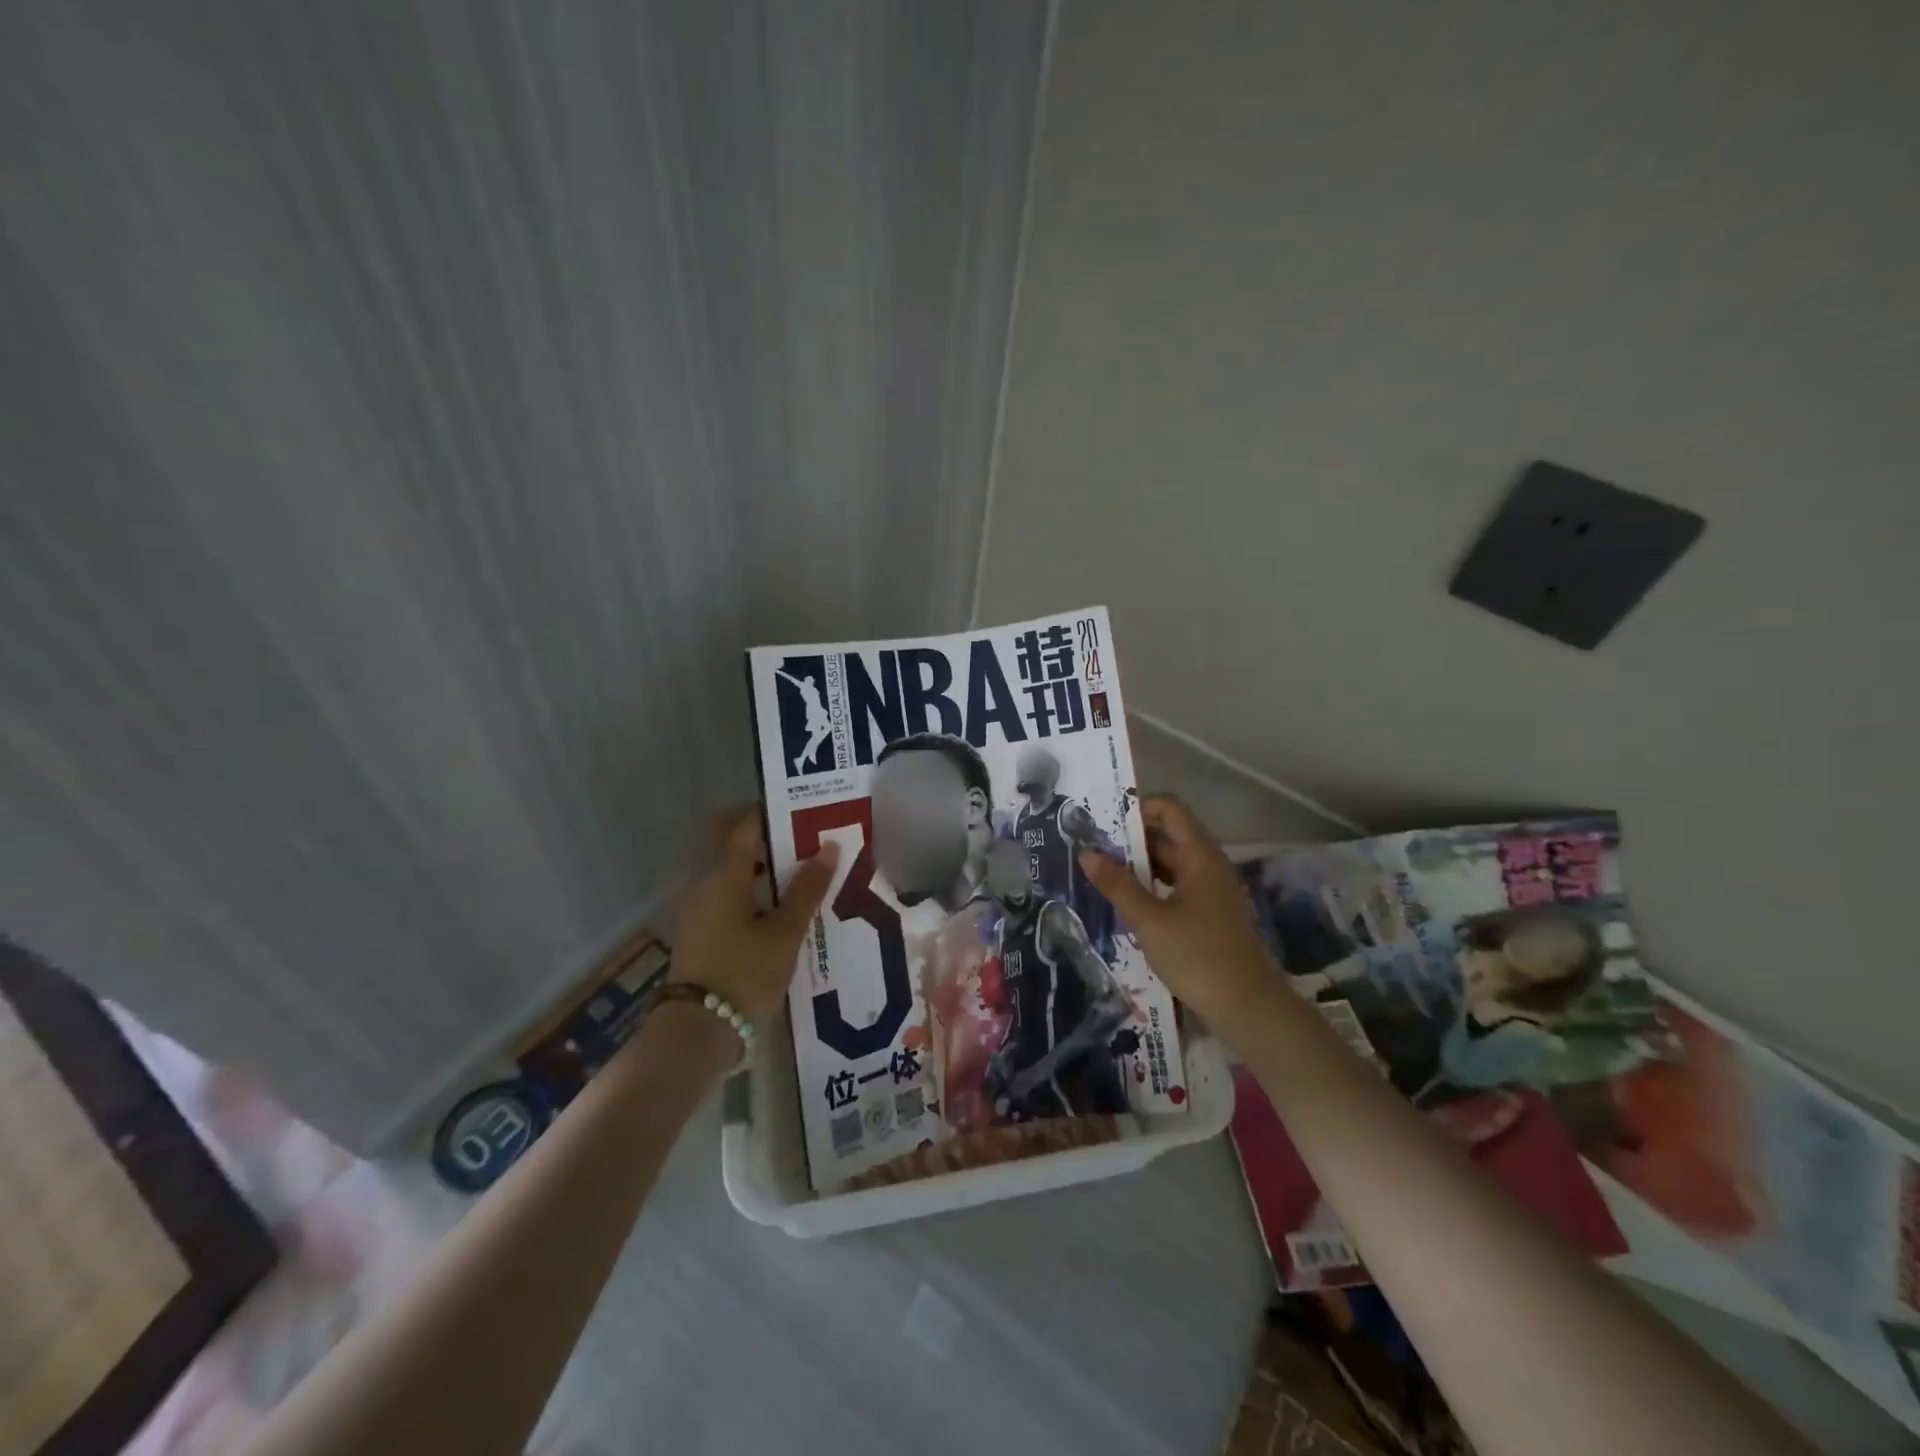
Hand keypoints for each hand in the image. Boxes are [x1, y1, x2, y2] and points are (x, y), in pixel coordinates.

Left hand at [669, 808, 838, 1022]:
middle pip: (740, 849)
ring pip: (738, 876)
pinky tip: (787, 913)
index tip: (807, 814)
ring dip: (770, 873)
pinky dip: (759, 896)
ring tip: (809, 880)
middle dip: (775, 844)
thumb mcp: (785, 933)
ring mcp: (701, 911)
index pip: (745, 826)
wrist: (696, 1033)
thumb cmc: (744, 974)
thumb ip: (807, 889)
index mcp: (724, 877)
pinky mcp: (703, 934)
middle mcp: (706, 885)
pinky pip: (733, 899)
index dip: (775, 815)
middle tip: (814, 847)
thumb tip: (828, 846)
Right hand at [1078, 795, 1277, 1034]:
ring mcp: (1211, 892)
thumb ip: (1117, 885)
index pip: (1170, 809)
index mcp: (1200, 856)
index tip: (1103, 821)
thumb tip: (1086, 853)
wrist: (1247, 1008)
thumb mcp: (1149, 920)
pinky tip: (1127, 904)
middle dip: (1130, 839)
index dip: (1138, 808)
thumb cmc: (1198, 955)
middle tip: (1091, 848)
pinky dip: (1151, 888)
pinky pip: (1176, 888)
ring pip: (1171, 864)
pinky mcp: (1209, 916)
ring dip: (1138, 866)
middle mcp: (1208, 866)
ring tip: (1101, 874)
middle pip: (1168, 836)